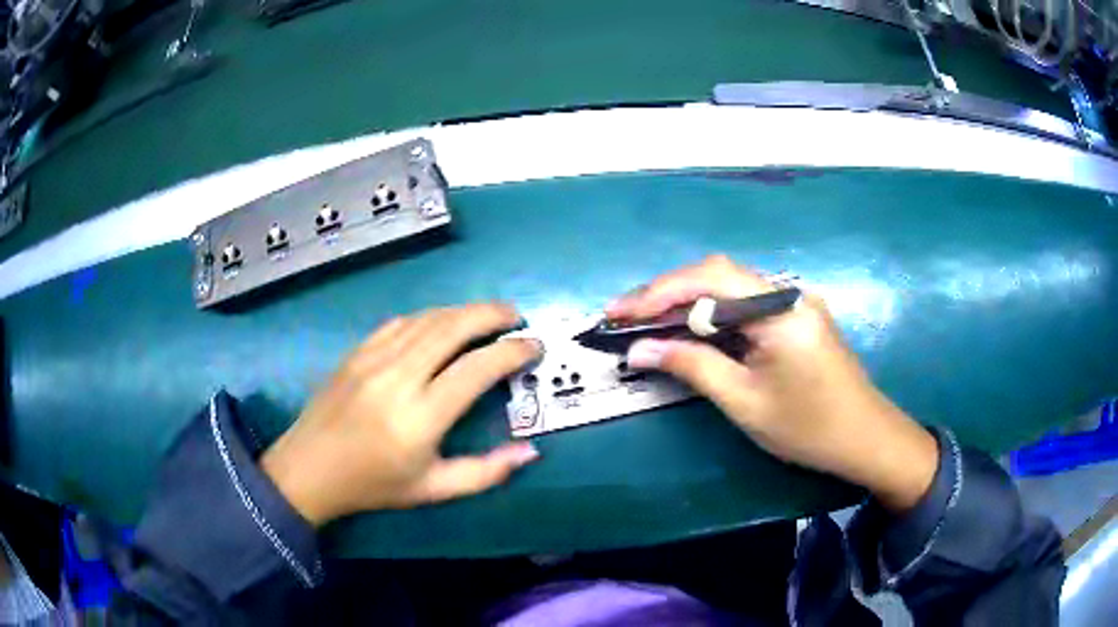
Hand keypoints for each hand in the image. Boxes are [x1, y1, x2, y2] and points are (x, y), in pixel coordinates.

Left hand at [261, 303, 540, 525]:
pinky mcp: (357, 351)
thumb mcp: (433, 490)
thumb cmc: (374, 484)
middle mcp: (398, 378)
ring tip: (488, 316)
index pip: (477, 369)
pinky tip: (442, 323)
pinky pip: (401, 322)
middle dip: (492, 315)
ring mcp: (374, 359)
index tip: (534, 347)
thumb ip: (485, 473)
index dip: (512, 352)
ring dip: (463, 311)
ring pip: (428, 319)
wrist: (310, 468)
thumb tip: (530, 451)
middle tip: (516, 318)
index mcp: (421, 417)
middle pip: (453, 328)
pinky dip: (430, 316)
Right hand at [608, 256, 937, 512]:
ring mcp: (795, 301)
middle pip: (718, 274)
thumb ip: (691, 366)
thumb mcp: (744, 401)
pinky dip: (712, 312)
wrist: (865, 437)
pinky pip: (746, 303)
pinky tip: (691, 329)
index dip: (658, 292)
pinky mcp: (796, 314)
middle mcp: (788, 292)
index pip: (709, 280)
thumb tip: (638, 350)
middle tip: (625, 317)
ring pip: (730, 286)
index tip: (618, 313)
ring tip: (647, 322)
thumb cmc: (808, 427)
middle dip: (667, 292)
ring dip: (688, 300)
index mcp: (779, 310)